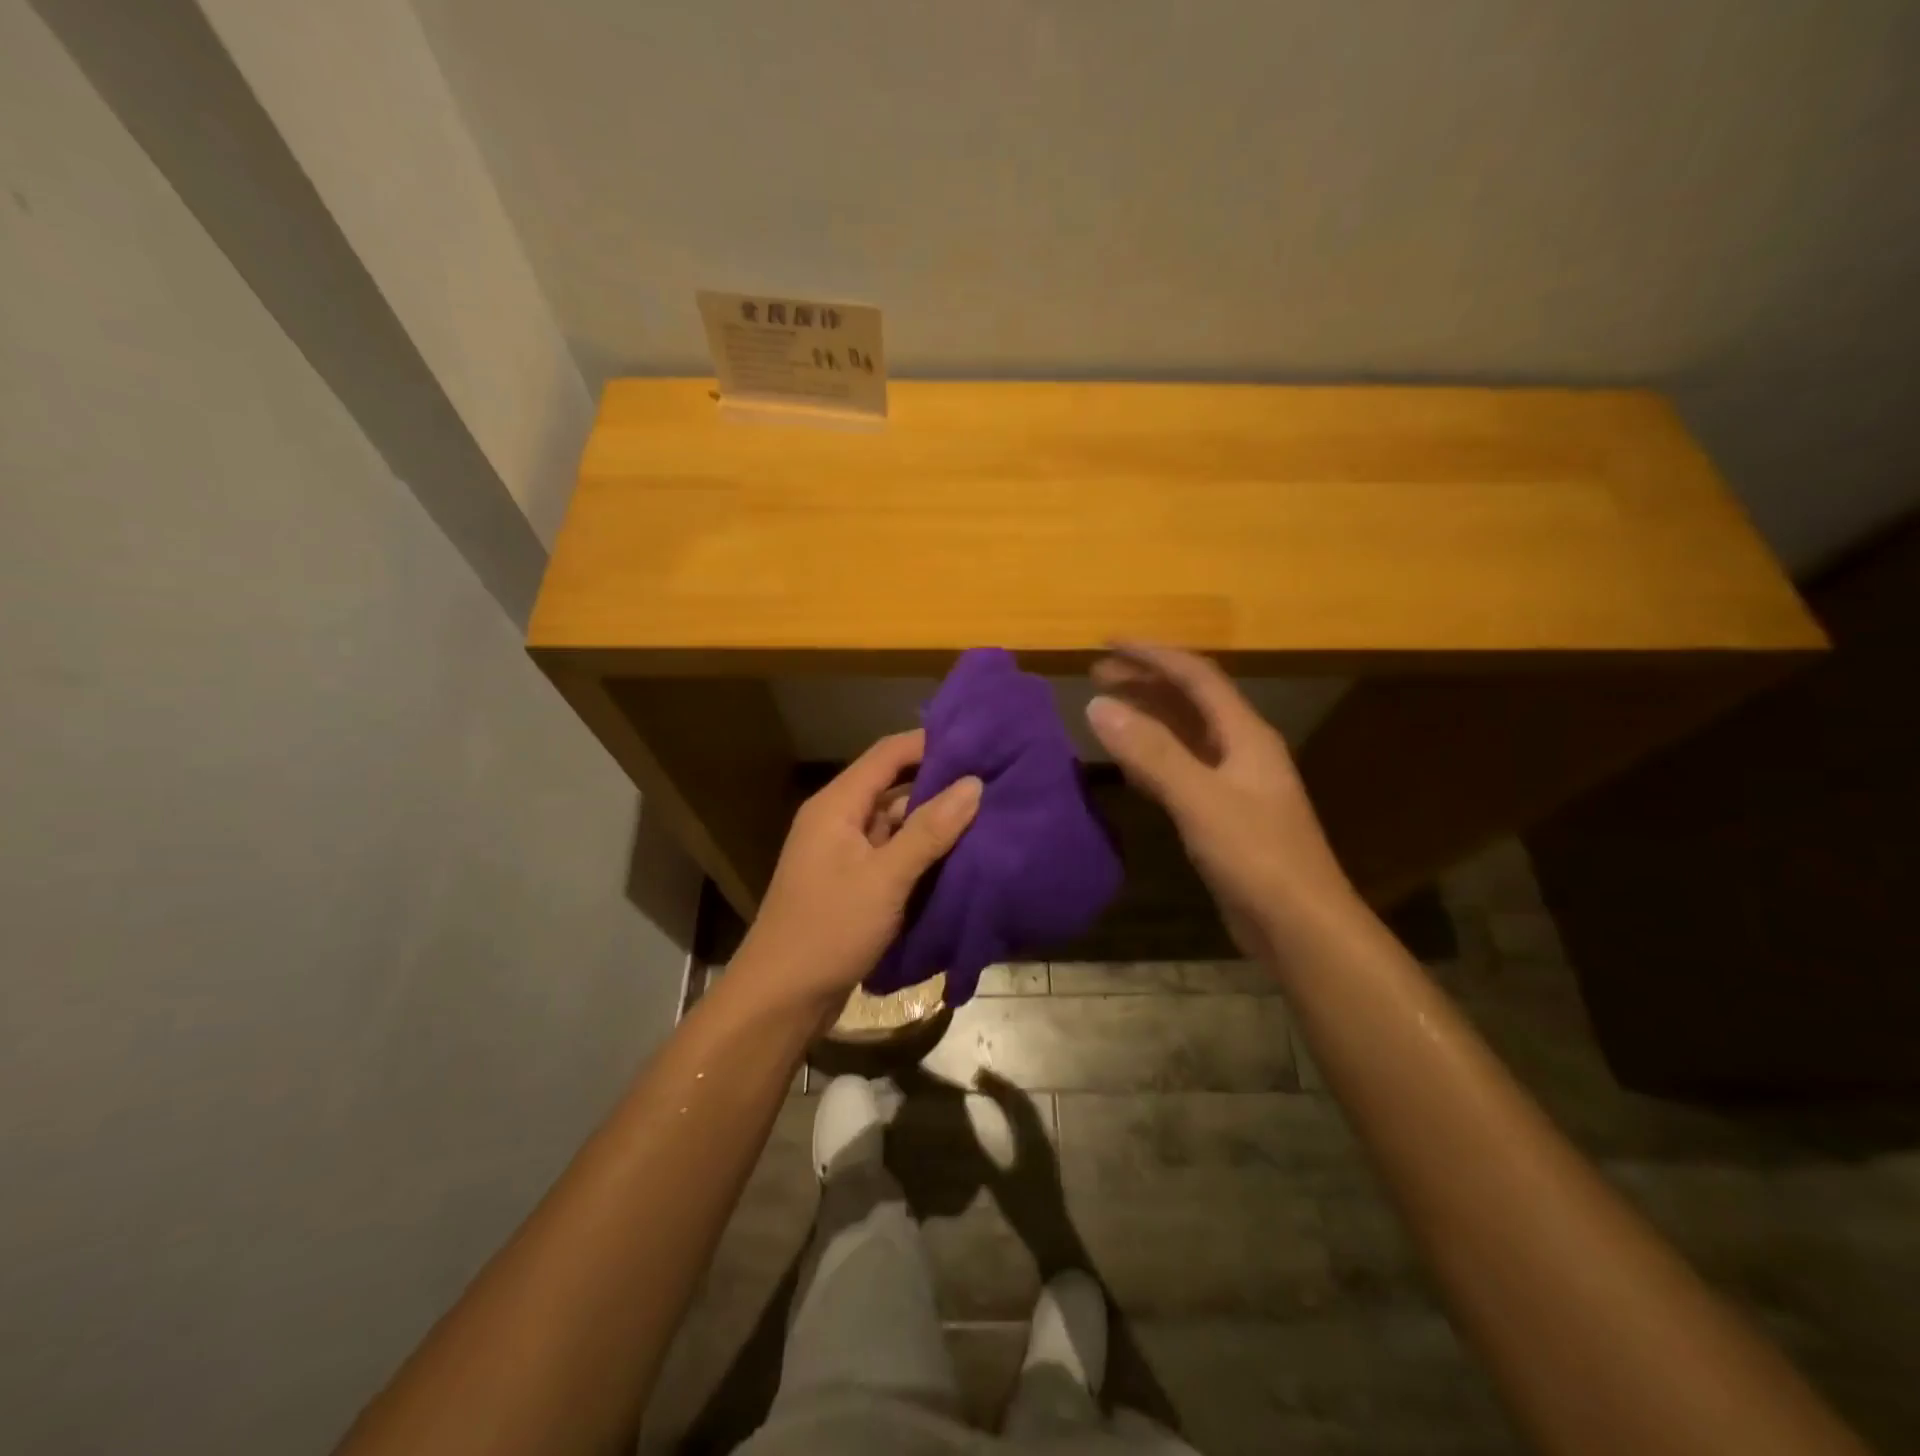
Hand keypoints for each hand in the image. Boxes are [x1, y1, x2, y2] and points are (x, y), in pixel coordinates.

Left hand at [732, 731, 982, 1016]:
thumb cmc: (829, 928)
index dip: (930, 744)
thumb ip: (929, 830)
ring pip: (895, 823)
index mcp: (837, 805)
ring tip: (986, 815)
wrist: (781, 998)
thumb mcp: (885, 878)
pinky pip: (892, 854)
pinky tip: (959, 856)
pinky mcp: (852, 883)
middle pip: (892, 786)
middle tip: (992, 782)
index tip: (978, 743)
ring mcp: (844, 854)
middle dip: (938, 785)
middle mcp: (838, 820)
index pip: (888, 754)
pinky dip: (921, 853)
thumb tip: (973, 784)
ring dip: (933, 821)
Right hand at [1085, 645, 1355, 955]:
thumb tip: (1097, 705)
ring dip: (1147, 715)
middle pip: (1190, 700)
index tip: (1107, 643)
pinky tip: (1129, 762)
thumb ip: (1150, 751)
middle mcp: (1241, 749)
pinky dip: (1152, 754)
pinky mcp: (1224, 814)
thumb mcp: (1199, 799)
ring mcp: (1234, 782)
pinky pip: (1182, 768)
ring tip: (1106, 706)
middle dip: (1145, 681)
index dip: (1151, 654)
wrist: (1300, 926)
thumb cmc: (1256, 856)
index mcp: (1245, 734)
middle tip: (1096, 673)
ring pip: (1185, 733)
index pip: (1195, 676)